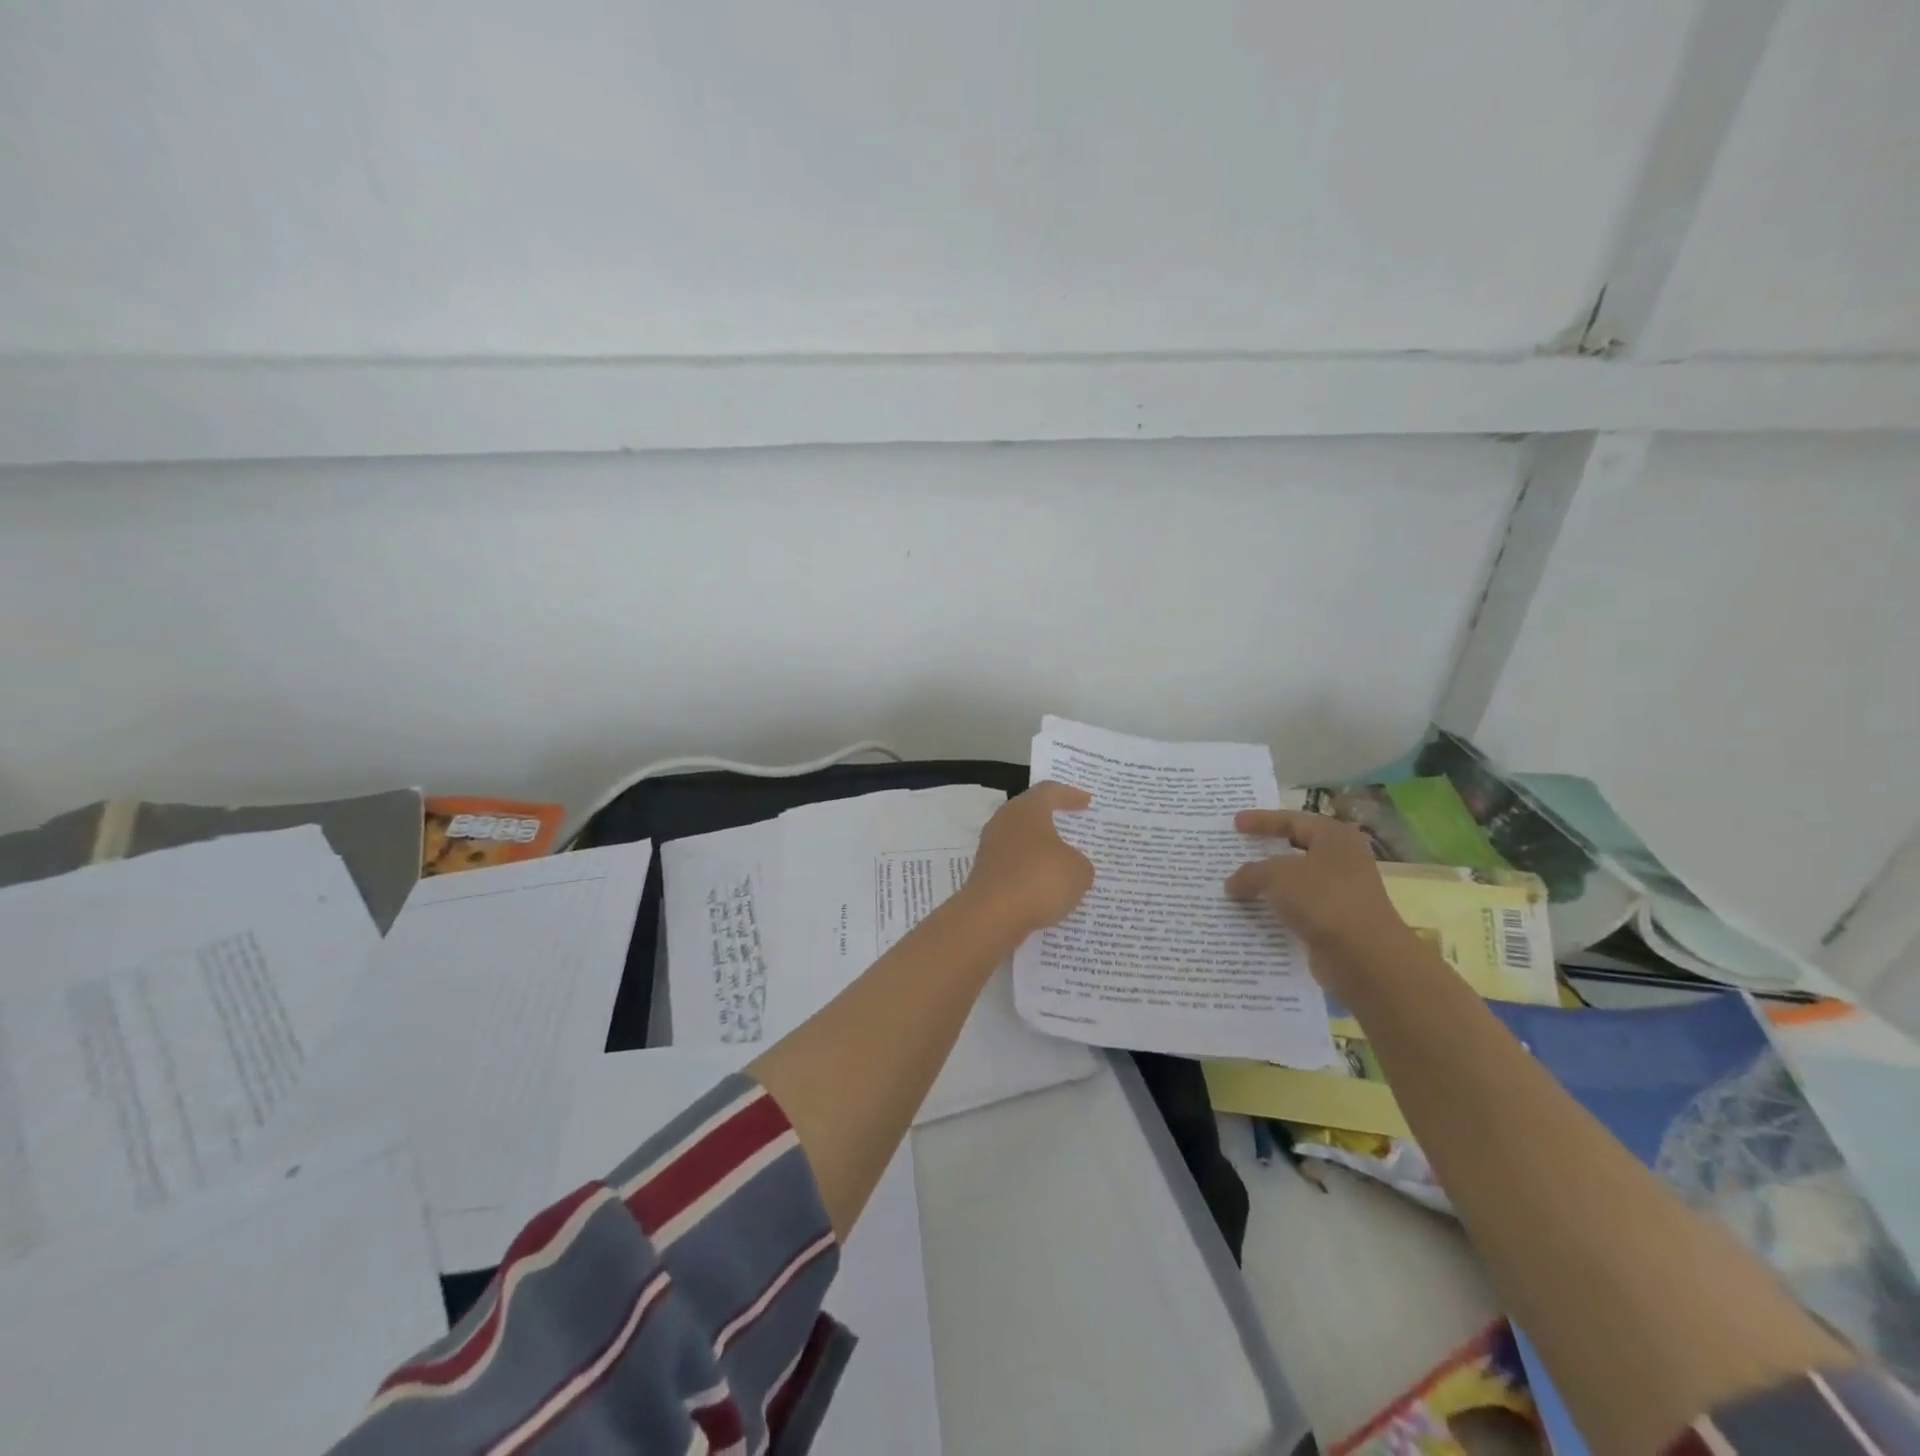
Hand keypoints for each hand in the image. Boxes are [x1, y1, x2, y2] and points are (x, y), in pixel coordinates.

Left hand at [961, 782, 1095, 936]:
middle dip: (1052, 821)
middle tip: (1074, 827)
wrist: (992, 916)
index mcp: (1027, 809)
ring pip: (1021, 841)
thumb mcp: (1078, 871)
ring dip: (1040, 850)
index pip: (1049, 791)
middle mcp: (1004, 822)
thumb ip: (1080, 863)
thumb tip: (1069, 864)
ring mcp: (991, 848)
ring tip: (1063, 862)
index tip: (1086, 802)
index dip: (1069, 795)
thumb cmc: (1039, 880)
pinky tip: (1046, 888)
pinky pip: (1014, 866)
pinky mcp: (985, 873)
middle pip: (1031, 814)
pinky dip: (1030, 873)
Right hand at [1225, 810, 1420, 991]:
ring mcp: (1342, 893)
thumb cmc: (1322, 899)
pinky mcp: (1336, 923)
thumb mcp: (1276, 875)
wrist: (1363, 956)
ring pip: (1297, 882)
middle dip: (1266, 852)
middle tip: (1238, 850)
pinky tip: (1254, 914)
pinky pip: (1299, 909)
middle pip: (1297, 849)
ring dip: (1269, 884)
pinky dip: (1277, 909)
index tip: (1235, 823)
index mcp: (1335, 837)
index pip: (1293, 820)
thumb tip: (1232, 883)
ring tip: (1237, 884)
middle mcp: (1343, 860)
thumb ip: (1250, 872)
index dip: (1262, 820)